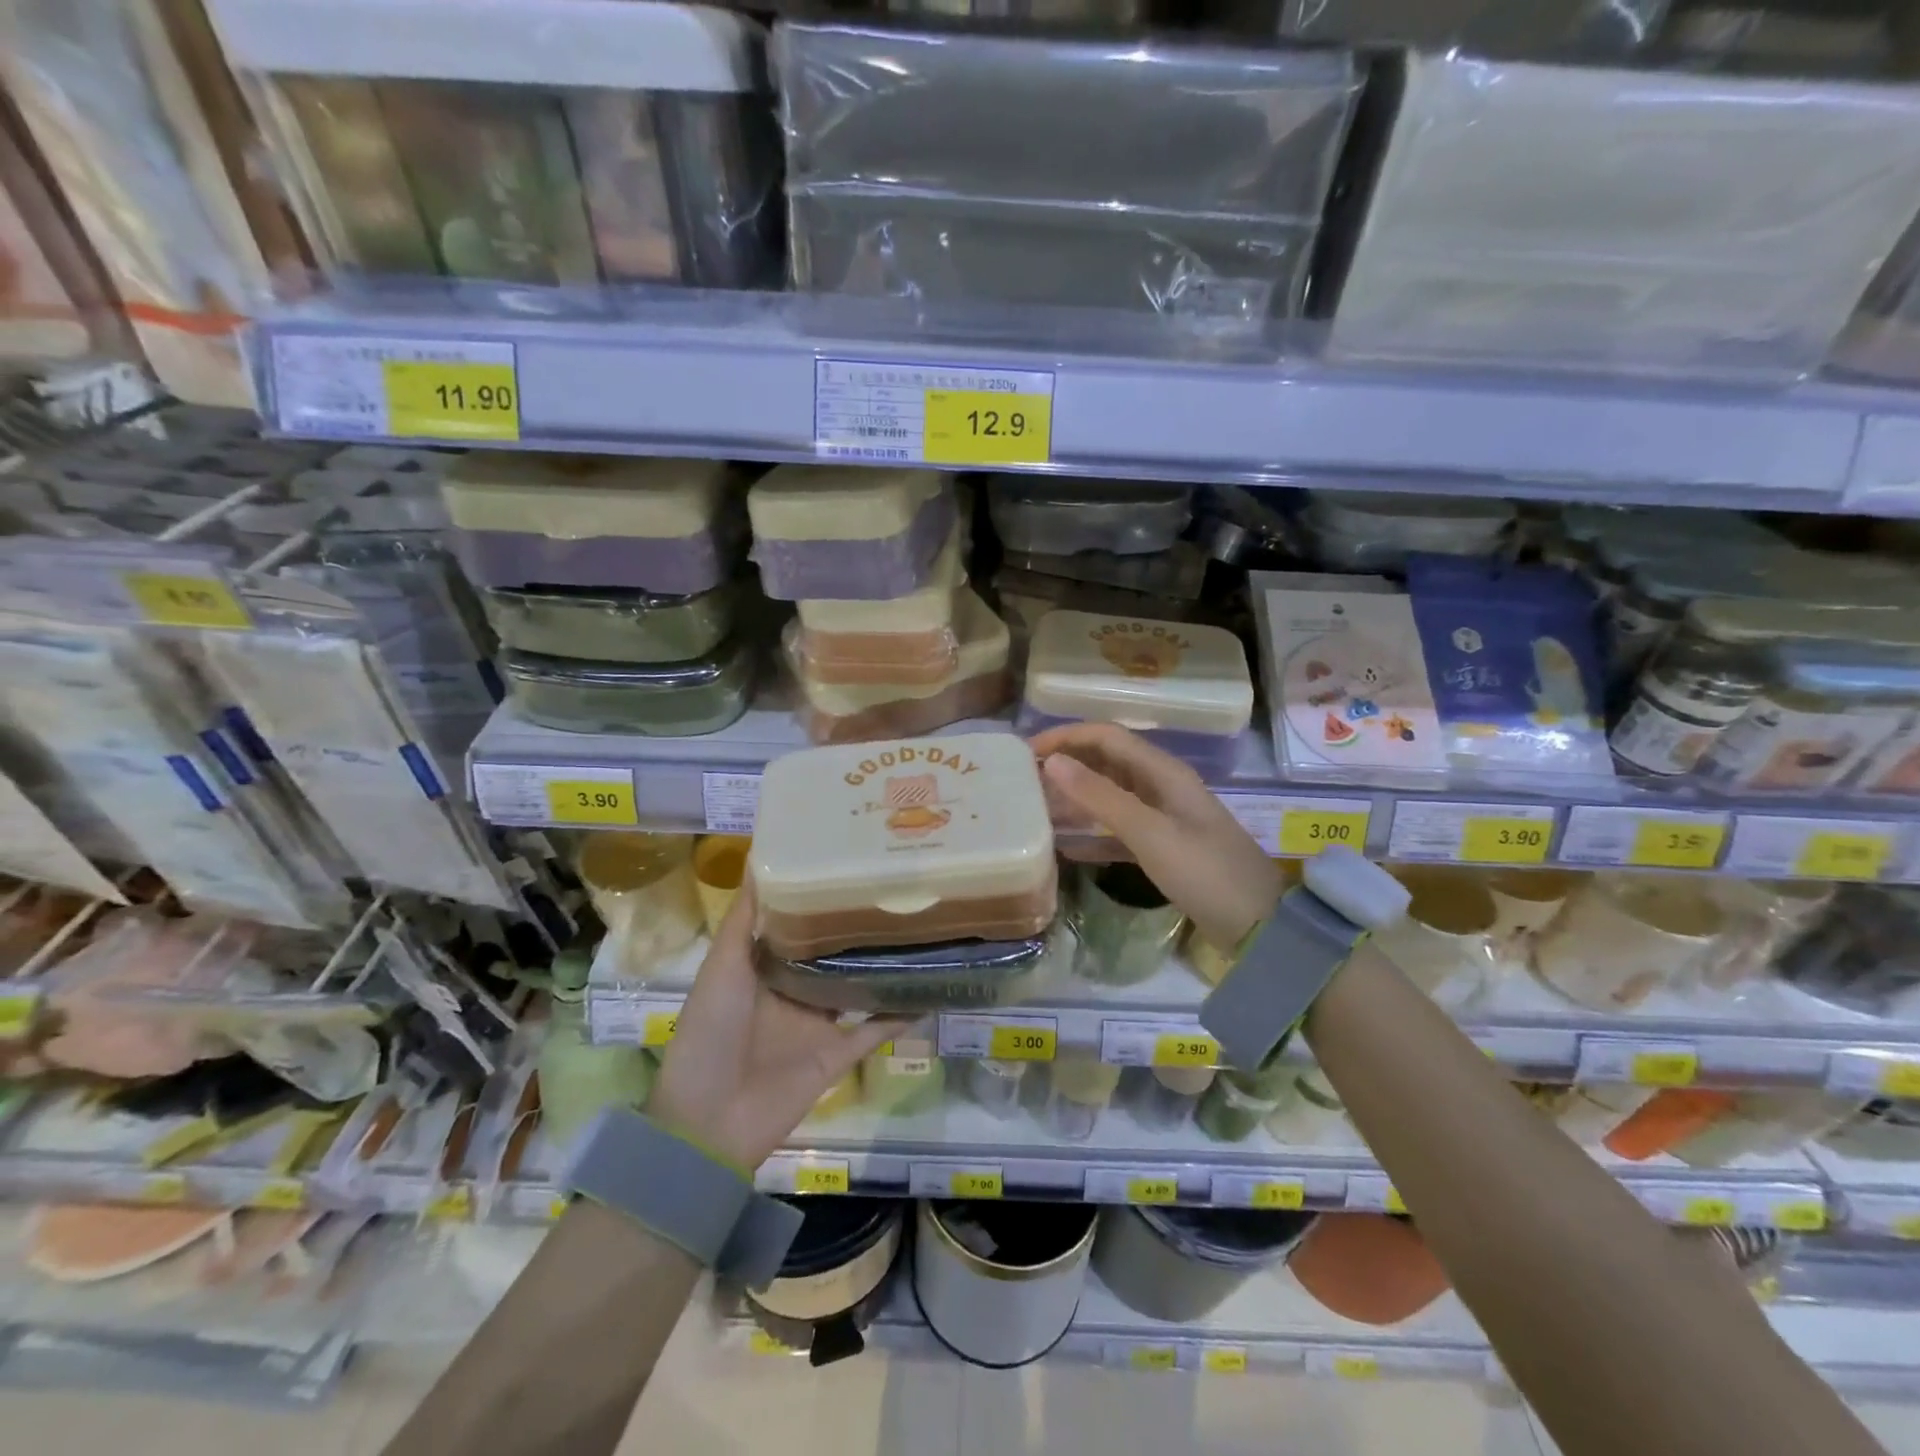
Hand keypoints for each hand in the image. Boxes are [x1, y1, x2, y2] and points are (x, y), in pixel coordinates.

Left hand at [650, 878, 902, 1171]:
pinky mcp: (837, 1054)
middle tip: (895, 887)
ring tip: (919, 928)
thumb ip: (744, 920)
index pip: (797, 923)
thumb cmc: (711, 1033)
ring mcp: (818, 1023)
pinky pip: (875, 1031)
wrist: (709, 1121)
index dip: (819, 895)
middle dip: (856, 925)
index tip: (847, 860)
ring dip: (882, 965)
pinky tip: (929, 989)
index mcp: (764, 968)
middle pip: (832, 953)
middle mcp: (794, 990)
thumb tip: (761, 861)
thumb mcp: (722, 967)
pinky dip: (901, 1014)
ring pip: (857, 985)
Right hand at [1030, 723, 1283, 950]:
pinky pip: (1119, 827)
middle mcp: (1162, 785)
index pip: (1107, 737)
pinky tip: (1067, 845)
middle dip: (1068, 764)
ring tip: (1038, 808)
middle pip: (1107, 761)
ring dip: (1077, 797)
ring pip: (1111, 794)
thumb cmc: (1204, 872)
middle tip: (1025, 780)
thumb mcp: (1149, 833)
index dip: (1066, 736)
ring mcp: (1164, 817)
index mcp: (1163, 772)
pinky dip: (1093, 831)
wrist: (1260, 926)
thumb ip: (1100, 797)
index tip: (1027, 751)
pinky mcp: (1164, 846)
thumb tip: (1052, 762)